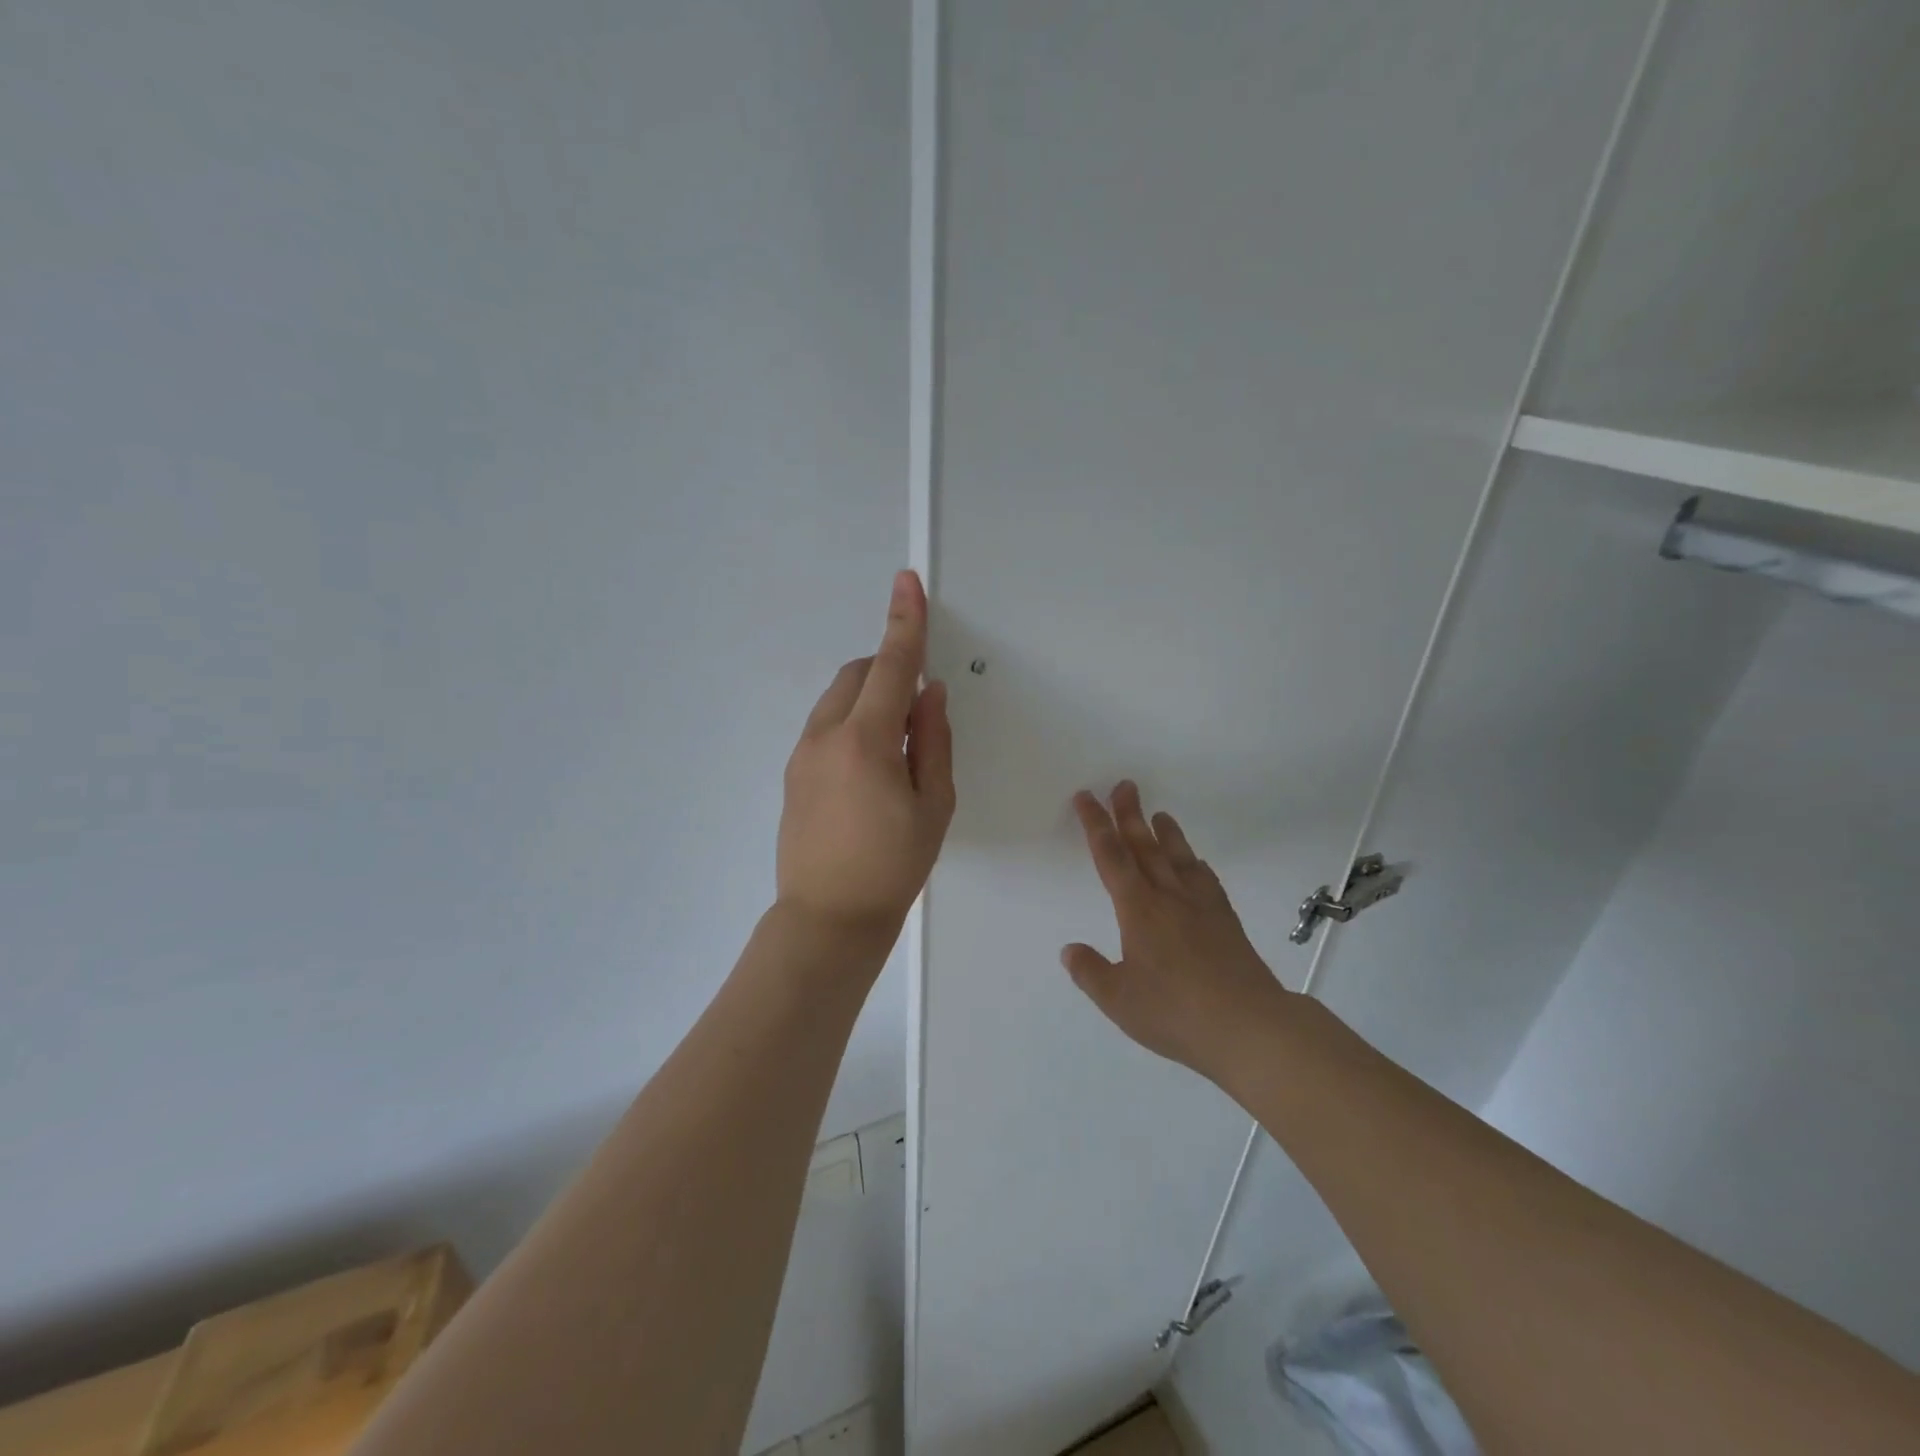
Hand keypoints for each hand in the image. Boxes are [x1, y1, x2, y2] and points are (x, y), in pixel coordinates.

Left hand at [777, 571, 955, 940]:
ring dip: (869, 699)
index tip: (907, 582)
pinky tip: (869, 770)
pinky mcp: (792, 773)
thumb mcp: (934, 806)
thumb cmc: (893, 867)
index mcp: (866, 741)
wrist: (827, 919)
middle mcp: (825, 736)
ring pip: (838, 699)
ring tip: (895, 750)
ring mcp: (802, 754)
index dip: (904, 623)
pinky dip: (852, 723)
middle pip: (858, 675)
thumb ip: (933, 742)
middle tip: (917, 711)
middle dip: (888, 670)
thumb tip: (929, 695)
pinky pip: (826, 725)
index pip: (891, 667)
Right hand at [1063, 782, 1291, 1081]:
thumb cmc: (1176, 1013)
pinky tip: (1195, 863)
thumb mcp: (1119, 1000)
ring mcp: (1201, 906)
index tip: (1086, 797)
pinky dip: (1195, 863)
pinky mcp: (1226, 921)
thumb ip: (1091, 973)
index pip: (1111, 857)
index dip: (1095, 824)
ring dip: (1165, 832)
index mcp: (1138, 910)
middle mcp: (1168, 897)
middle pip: (1144, 846)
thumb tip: (1069, 950)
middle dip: (1129, 814)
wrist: (1249, 1026)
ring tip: (1159, 813)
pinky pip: (1206, 880)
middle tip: (1123, 785)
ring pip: (1178, 857)